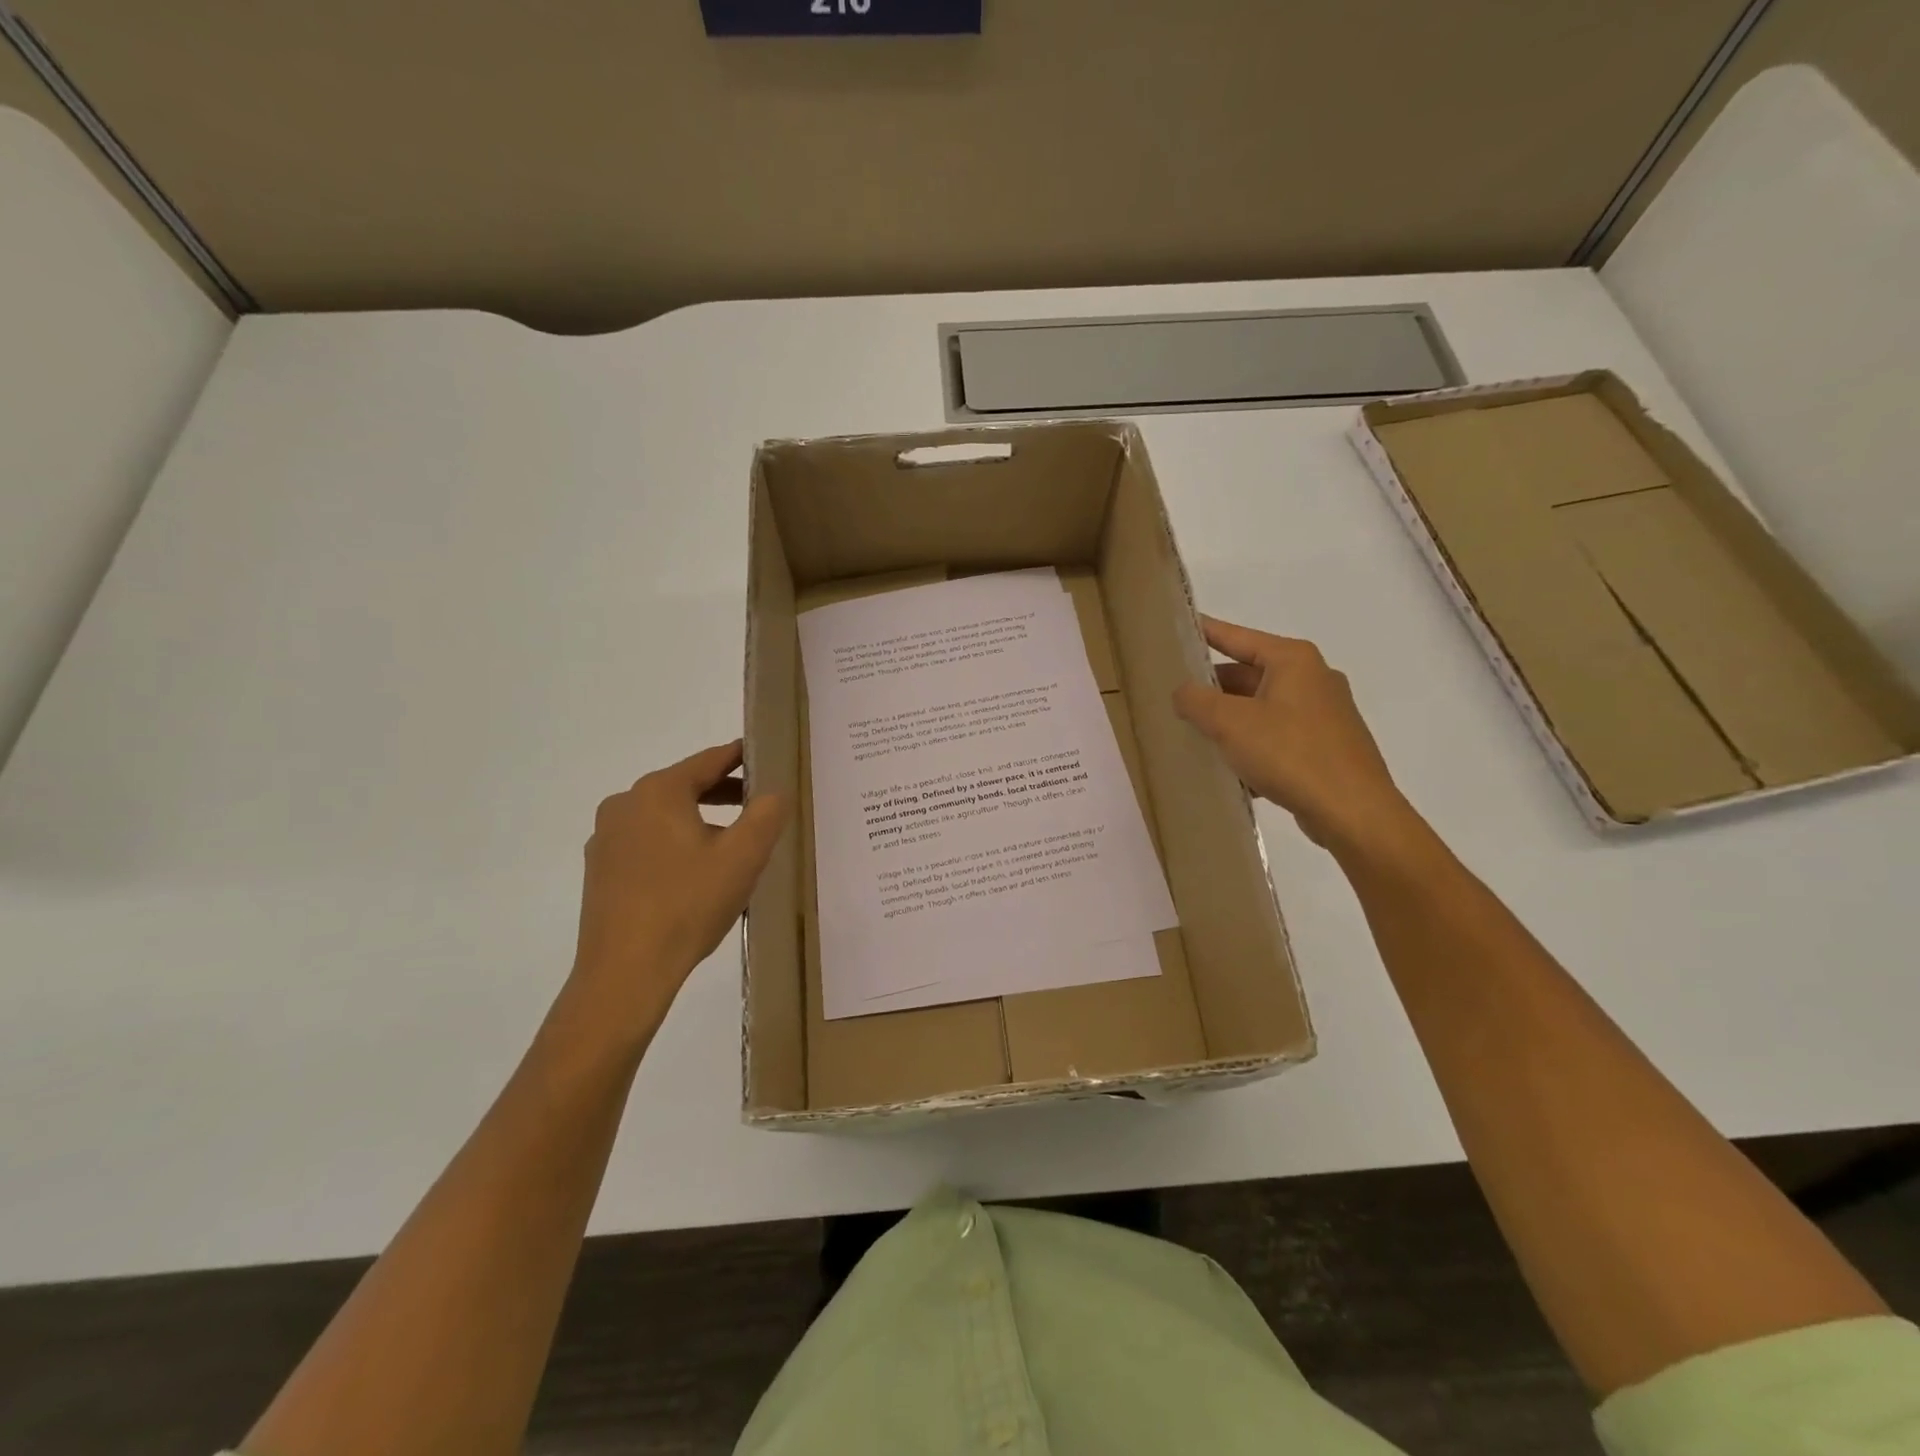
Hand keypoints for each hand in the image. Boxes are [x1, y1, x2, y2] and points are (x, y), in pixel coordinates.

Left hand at [565, 740, 786, 1041]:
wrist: (624, 973)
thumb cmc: (688, 905)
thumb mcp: (743, 857)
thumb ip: (766, 815)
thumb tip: (775, 792)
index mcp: (658, 792)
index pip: (709, 761)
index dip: (740, 757)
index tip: (764, 756)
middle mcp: (625, 804)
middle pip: (684, 786)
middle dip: (723, 792)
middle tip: (758, 805)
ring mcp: (606, 838)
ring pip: (664, 816)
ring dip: (700, 821)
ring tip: (732, 844)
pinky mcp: (600, 870)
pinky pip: (646, 842)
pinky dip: (674, 844)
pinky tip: (694, 874)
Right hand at [1173, 616, 1418, 856]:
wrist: (1353, 812)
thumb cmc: (1291, 754)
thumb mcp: (1231, 723)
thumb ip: (1197, 701)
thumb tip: (1182, 692)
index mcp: (1293, 660)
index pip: (1237, 637)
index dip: (1205, 632)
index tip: (1178, 627)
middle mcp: (1312, 679)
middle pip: (1248, 674)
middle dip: (1212, 688)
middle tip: (1173, 696)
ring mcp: (1322, 714)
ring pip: (1261, 708)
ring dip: (1229, 720)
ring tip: (1192, 734)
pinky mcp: (1325, 747)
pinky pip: (1276, 736)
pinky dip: (1251, 745)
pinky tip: (1228, 768)